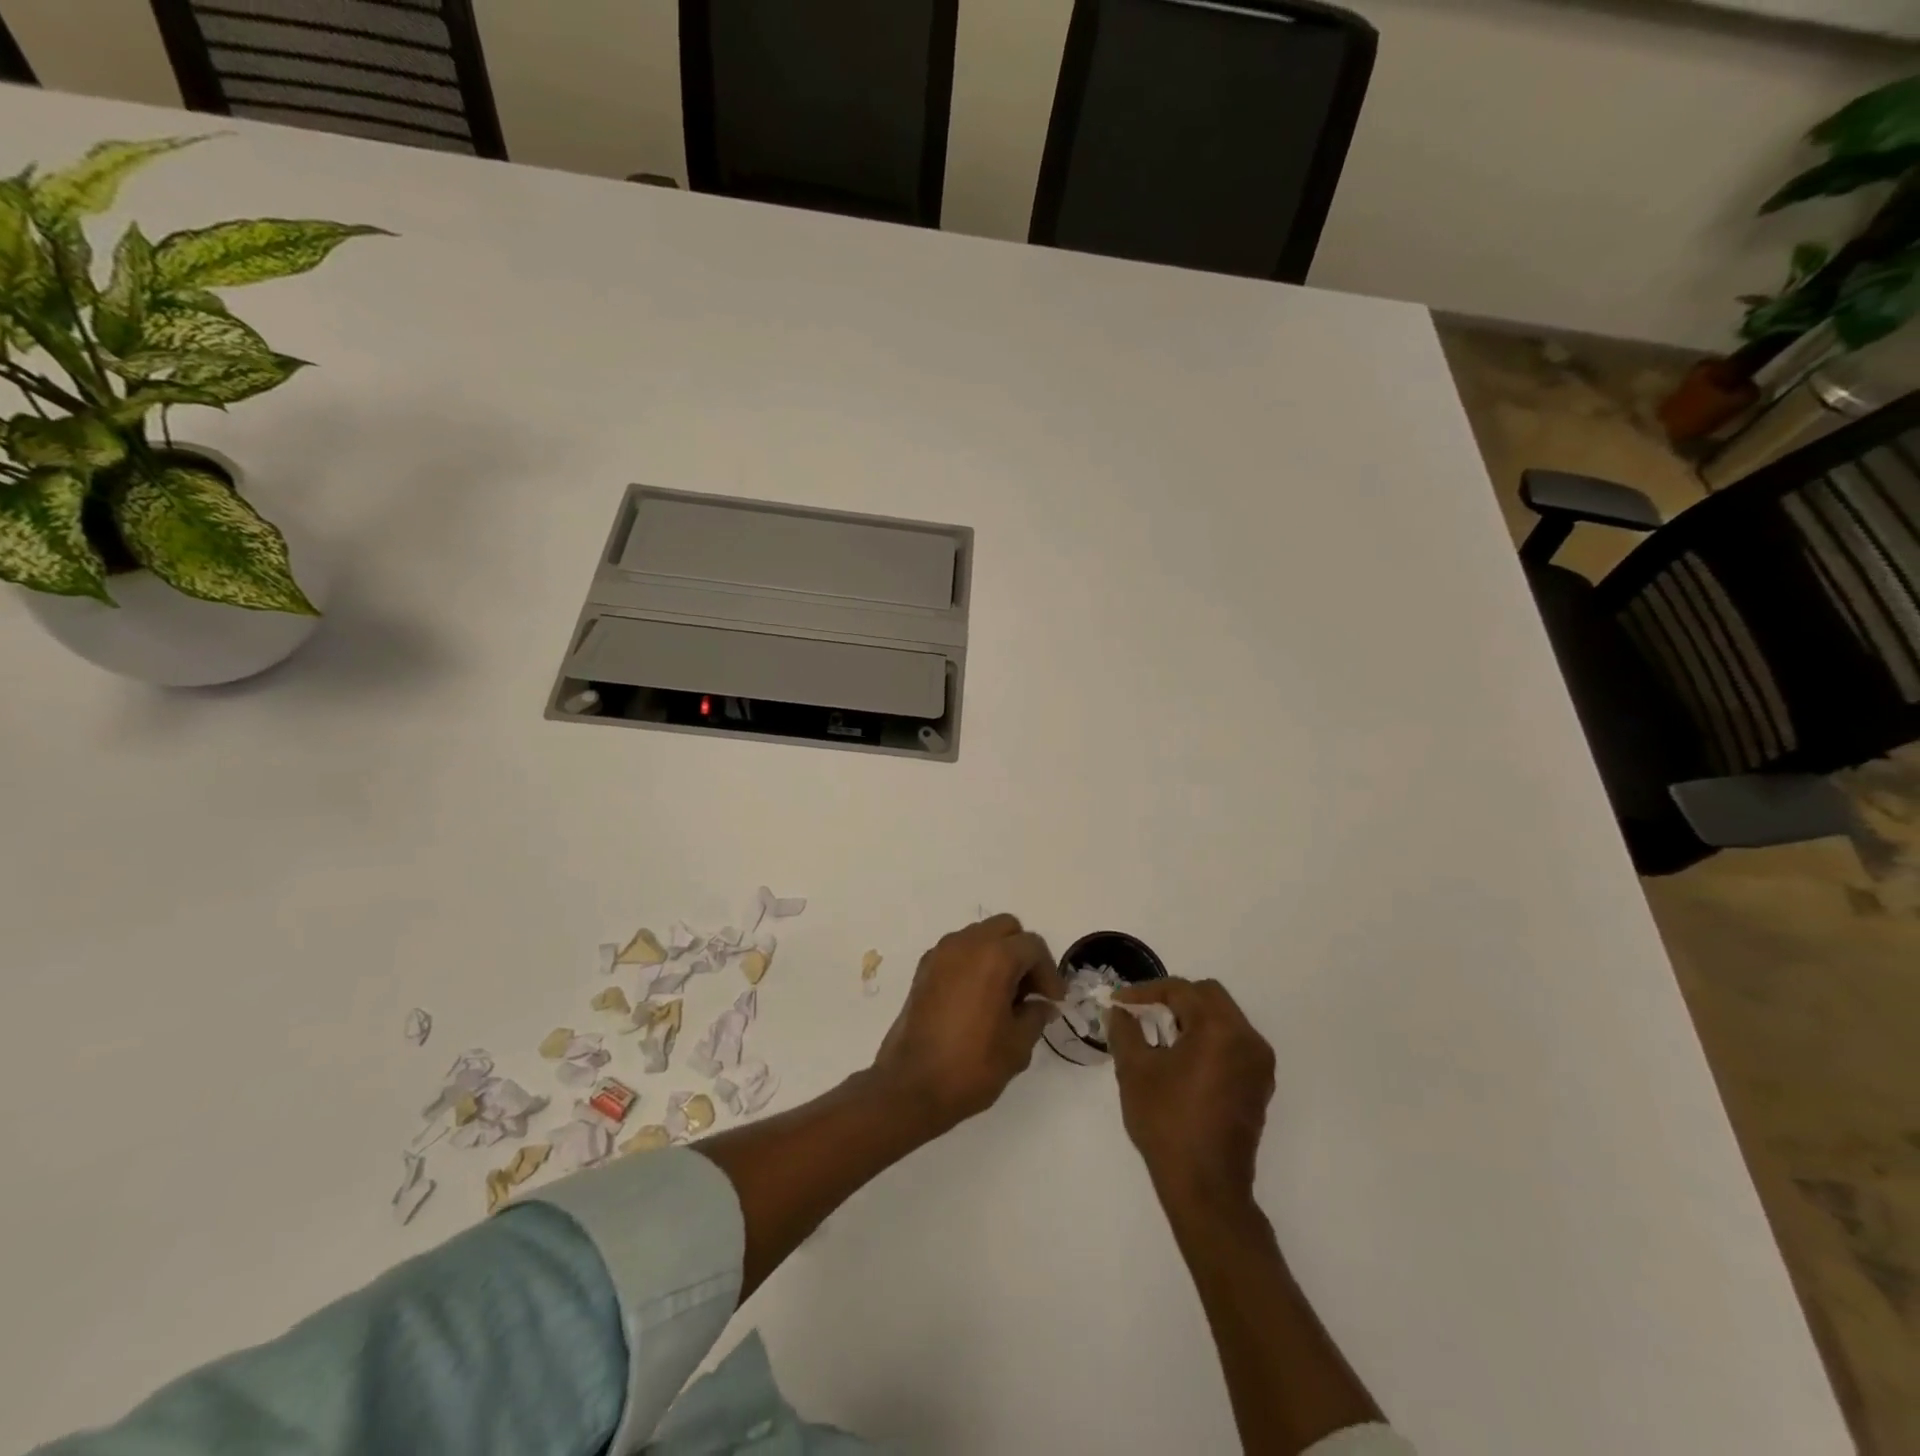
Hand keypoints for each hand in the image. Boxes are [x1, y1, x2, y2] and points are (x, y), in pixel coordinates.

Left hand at [871, 914, 1066, 1134]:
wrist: (911, 1085)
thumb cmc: (971, 1065)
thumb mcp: (1016, 1046)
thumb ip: (1035, 1016)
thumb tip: (1042, 1005)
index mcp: (994, 957)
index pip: (1032, 946)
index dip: (1049, 972)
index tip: (1054, 1001)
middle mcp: (966, 944)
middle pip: (1005, 928)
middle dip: (1023, 953)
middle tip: (1031, 990)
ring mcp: (940, 953)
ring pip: (979, 935)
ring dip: (997, 955)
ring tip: (1005, 995)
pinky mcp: (924, 969)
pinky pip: (958, 951)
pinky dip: (973, 962)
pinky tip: (978, 998)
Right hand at [1109, 978, 1275, 1206]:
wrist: (1206, 1187)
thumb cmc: (1167, 1123)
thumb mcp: (1135, 1070)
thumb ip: (1125, 1030)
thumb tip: (1119, 1012)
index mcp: (1219, 1029)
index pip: (1180, 991)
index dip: (1145, 992)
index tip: (1119, 1002)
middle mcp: (1247, 1039)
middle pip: (1208, 996)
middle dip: (1173, 998)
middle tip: (1142, 1012)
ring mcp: (1259, 1064)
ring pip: (1223, 1018)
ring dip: (1192, 1017)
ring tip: (1160, 1034)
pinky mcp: (1259, 1085)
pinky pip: (1233, 1043)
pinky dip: (1208, 1039)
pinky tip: (1182, 1058)